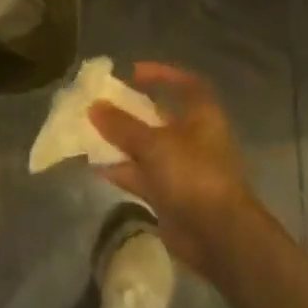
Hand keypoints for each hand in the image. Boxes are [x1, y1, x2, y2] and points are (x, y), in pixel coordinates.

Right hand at [89, 63, 262, 277]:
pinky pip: (141, 176)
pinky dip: (121, 170)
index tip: (133, 72)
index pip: (187, 85)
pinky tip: (95, 166)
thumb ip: (122, 125)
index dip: (162, 74)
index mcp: (202, 117)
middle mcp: (193, 139)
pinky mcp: (169, 195)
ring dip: (121, 142)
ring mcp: (182, 169)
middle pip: (160, 117)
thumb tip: (94, 106)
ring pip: (147, 148)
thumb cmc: (192, 175)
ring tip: (89, 133)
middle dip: (131, 111)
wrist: (217, 236)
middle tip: (102, 104)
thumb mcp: (154, 144)